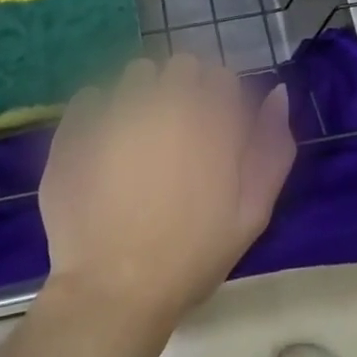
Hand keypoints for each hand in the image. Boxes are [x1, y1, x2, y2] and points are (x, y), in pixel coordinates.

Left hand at [38, 55, 294, 326]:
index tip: (214, 131)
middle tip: (178, 135)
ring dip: (143, 94)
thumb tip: (278, 92)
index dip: (220, 101)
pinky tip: (102, 146)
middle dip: (184, 89)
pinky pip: (92, 95)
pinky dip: (99, 111)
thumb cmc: (191, 255)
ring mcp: (117, 108)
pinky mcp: (78, 125)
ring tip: (138, 138)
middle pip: (181, 65)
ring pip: (137, 73)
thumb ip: (272, 147)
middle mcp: (165, 100)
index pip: (222, 76)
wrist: (114, 291)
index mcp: (210, 117)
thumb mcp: (252, 212)